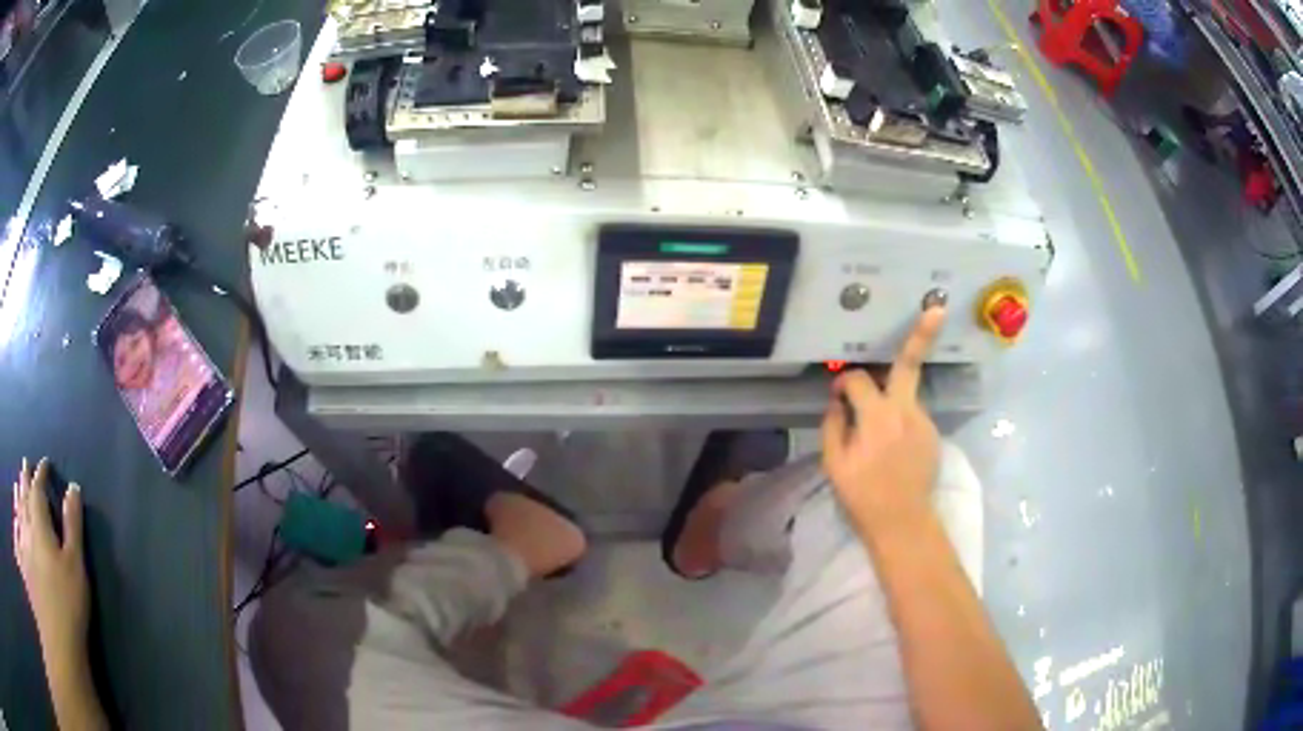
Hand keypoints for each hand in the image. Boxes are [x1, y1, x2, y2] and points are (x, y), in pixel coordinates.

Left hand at [13, 458, 88, 661]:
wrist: (55, 634)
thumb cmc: (67, 602)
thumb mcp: (75, 567)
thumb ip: (73, 527)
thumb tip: (73, 489)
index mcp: (39, 522)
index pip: (38, 489)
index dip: (41, 474)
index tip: (45, 463)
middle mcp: (26, 523)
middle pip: (24, 495)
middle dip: (25, 478)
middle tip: (26, 463)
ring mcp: (21, 540)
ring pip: (17, 509)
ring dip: (17, 493)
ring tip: (17, 483)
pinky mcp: (22, 556)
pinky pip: (15, 528)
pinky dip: (14, 518)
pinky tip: (14, 517)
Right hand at [821, 307, 945, 535]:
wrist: (903, 522)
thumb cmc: (863, 495)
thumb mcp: (834, 464)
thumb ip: (833, 425)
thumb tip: (837, 402)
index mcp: (877, 416)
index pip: (858, 380)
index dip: (843, 383)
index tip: (836, 394)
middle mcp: (906, 410)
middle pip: (909, 363)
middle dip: (922, 333)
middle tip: (937, 308)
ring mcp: (925, 421)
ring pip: (905, 395)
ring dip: (890, 400)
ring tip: (880, 436)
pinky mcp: (934, 434)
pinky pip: (912, 416)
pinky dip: (900, 421)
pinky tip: (894, 449)